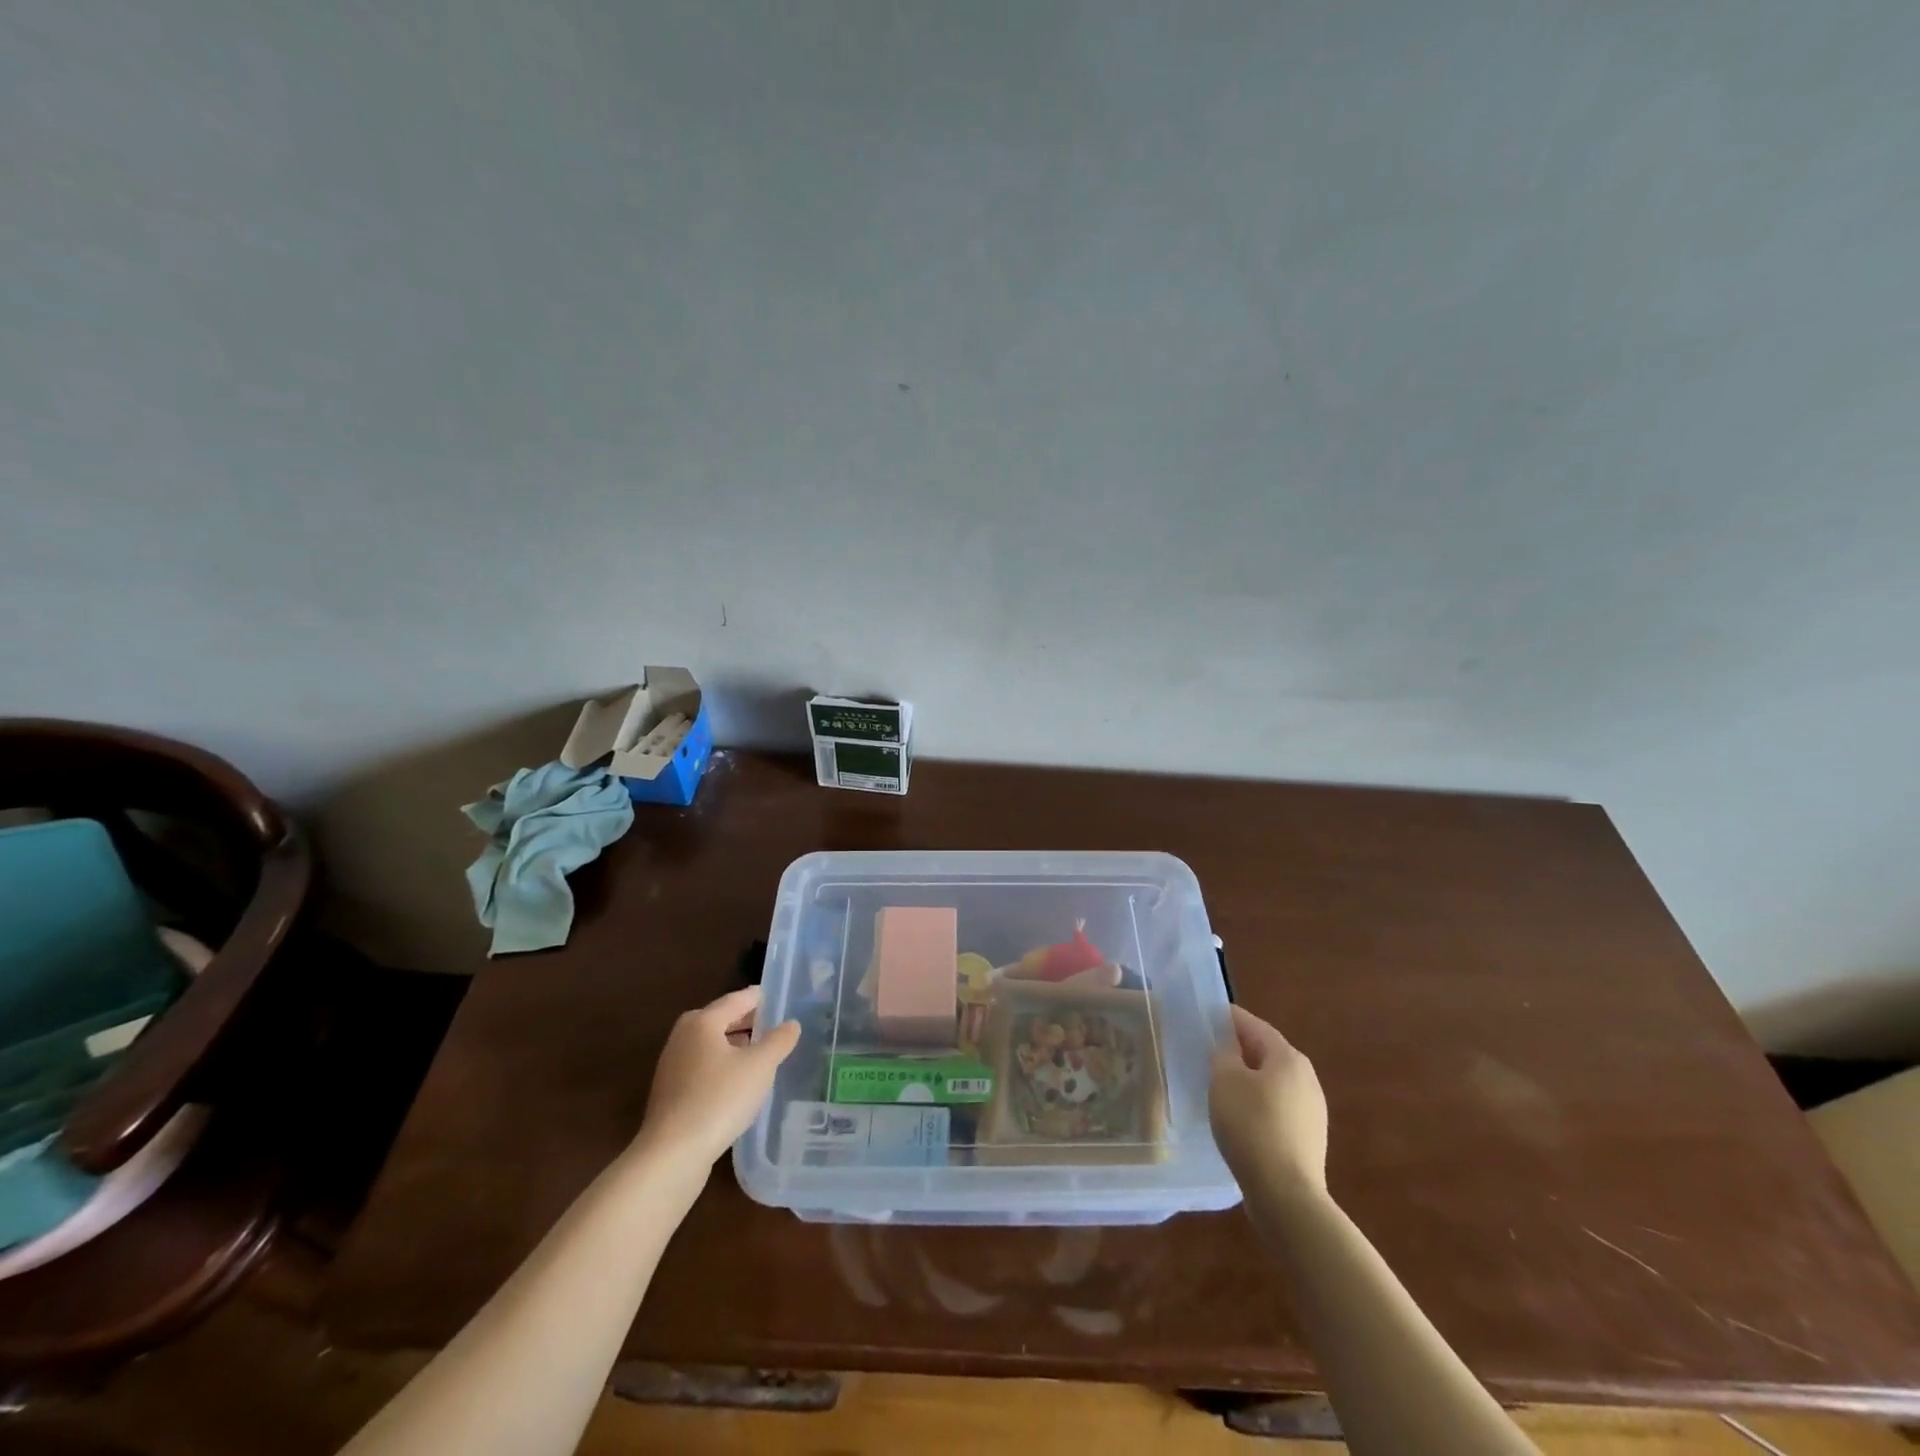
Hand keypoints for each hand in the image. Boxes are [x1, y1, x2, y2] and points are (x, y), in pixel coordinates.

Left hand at [639, 986, 799, 1167]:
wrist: (672, 1154)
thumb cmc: (719, 1099)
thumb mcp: (760, 1066)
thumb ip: (779, 1041)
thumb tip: (791, 1024)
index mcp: (702, 1021)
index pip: (738, 999)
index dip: (762, 997)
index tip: (783, 998)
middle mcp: (683, 1036)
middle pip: (722, 1019)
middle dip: (749, 1021)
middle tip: (777, 1026)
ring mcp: (673, 1066)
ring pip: (712, 1045)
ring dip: (736, 1045)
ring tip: (763, 1054)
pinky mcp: (671, 1093)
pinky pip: (704, 1067)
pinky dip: (724, 1066)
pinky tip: (741, 1083)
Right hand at [1209, 1005, 1328, 1198]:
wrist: (1286, 1194)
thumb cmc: (1251, 1125)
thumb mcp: (1225, 1080)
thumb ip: (1224, 1055)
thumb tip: (1229, 1049)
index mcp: (1288, 1058)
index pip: (1255, 1026)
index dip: (1231, 1018)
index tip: (1210, 1014)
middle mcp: (1307, 1079)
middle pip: (1267, 1053)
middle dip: (1240, 1049)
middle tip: (1212, 1048)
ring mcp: (1312, 1111)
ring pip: (1273, 1082)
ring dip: (1249, 1078)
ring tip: (1221, 1083)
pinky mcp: (1308, 1138)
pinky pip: (1277, 1107)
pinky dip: (1257, 1102)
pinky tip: (1239, 1116)